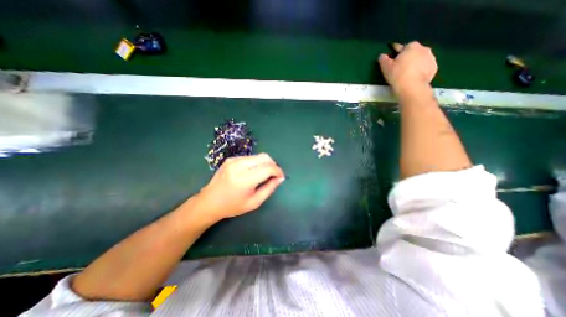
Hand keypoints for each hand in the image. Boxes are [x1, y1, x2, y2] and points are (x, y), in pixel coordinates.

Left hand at [195, 152, 285, 221]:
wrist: (209, 202)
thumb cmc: (232, 206)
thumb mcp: (254, 202)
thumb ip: (269, 188)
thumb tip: (280, 178)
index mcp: (244, 179)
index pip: (268, 168)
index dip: (278, 171)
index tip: (280, 177)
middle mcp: (239, 165)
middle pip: (264, 157)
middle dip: (273, 165)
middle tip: (274, 175)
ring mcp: (234, 160)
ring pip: (258, 156)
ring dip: (265, 163)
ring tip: (264, 174)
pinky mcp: (231, 159)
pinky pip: (250, 157)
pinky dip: (256, 163)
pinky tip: (253, 172)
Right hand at [380, 42, 436, 96]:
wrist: (412, 87)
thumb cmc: (397, 75)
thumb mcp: (386, 67)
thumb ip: (383, 59)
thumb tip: (382, 56)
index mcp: (411, 46)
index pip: (401, 47)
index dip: (396, 53)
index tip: (392, 59)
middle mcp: (424, 49)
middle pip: (413, 52)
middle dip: (407, 58)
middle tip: (400, 68)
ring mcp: (431, 58)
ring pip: (421, 59)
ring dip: (415, 64)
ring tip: (407, 74)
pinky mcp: (434, 68)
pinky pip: (425, 68)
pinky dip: (420, 71)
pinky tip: (414, 78)